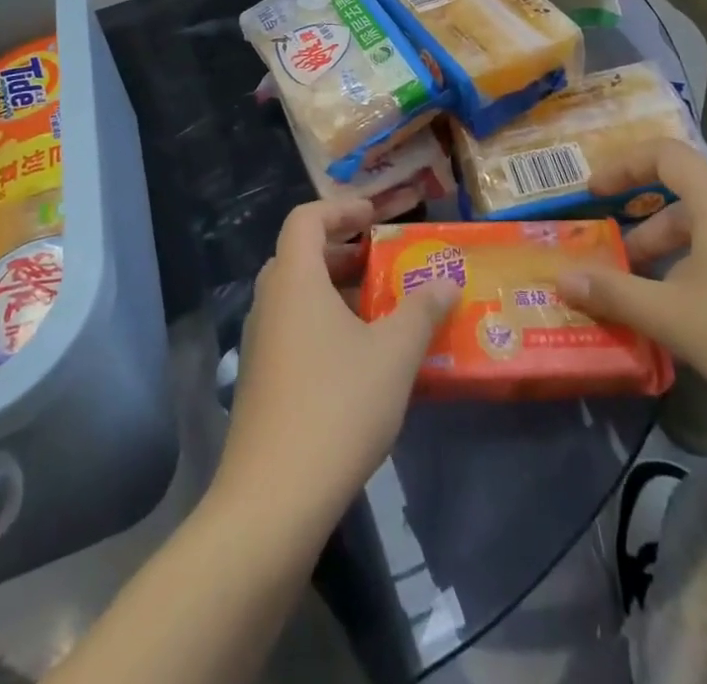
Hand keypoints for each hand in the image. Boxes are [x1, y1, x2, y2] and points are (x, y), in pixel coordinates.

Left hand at [215, 198, 457, 528]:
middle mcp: (269, 302)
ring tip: (380, 311)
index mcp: (294, 279)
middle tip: (382, 263)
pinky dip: (323, 324)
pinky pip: (292, 329)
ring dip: (335, 291)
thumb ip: (422, 310)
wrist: (273, 498)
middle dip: (342, 252)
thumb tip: (447, 280)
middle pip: (300, 255)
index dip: (340, 209)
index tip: (375, 217)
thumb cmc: (337, 406)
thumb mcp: (394, 355)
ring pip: (296, 295)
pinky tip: (358, 359)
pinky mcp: (259, 380)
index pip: (306, 218)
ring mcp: (259, 342)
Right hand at [556, 141, 706, 431]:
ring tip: (656, 298)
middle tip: (620, 264)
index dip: (623, 166)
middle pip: (688, 197)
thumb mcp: (670, 315)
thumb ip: (612, 292)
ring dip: (676, 254)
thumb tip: (562, 279)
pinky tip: (704, 320)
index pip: (665, 154)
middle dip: (646, 228)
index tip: (593, 193)